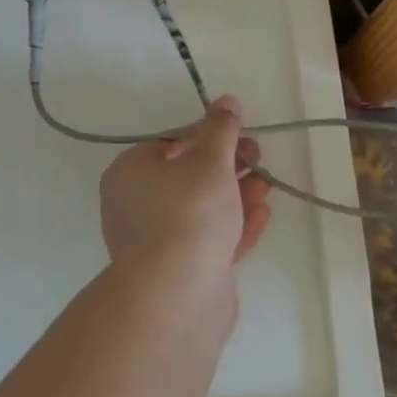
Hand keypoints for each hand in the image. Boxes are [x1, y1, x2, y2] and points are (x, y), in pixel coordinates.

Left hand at [99, 95, 272, 280]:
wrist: (178, 295)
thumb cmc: (189, 212)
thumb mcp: (210, 159)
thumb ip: (221, 129)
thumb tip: (226, 101)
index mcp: (130, 172)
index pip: (169, 143)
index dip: (207, 135)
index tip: (239, 134)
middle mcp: (134, 206)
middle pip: (186, 176)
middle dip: (226, 165)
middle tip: (257, 158)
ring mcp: (155, 243)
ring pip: (200, 210)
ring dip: (235, 194)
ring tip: (266, 184)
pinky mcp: (179, 273)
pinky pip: (208, 240)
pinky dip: (234, 225)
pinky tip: (262, 213)